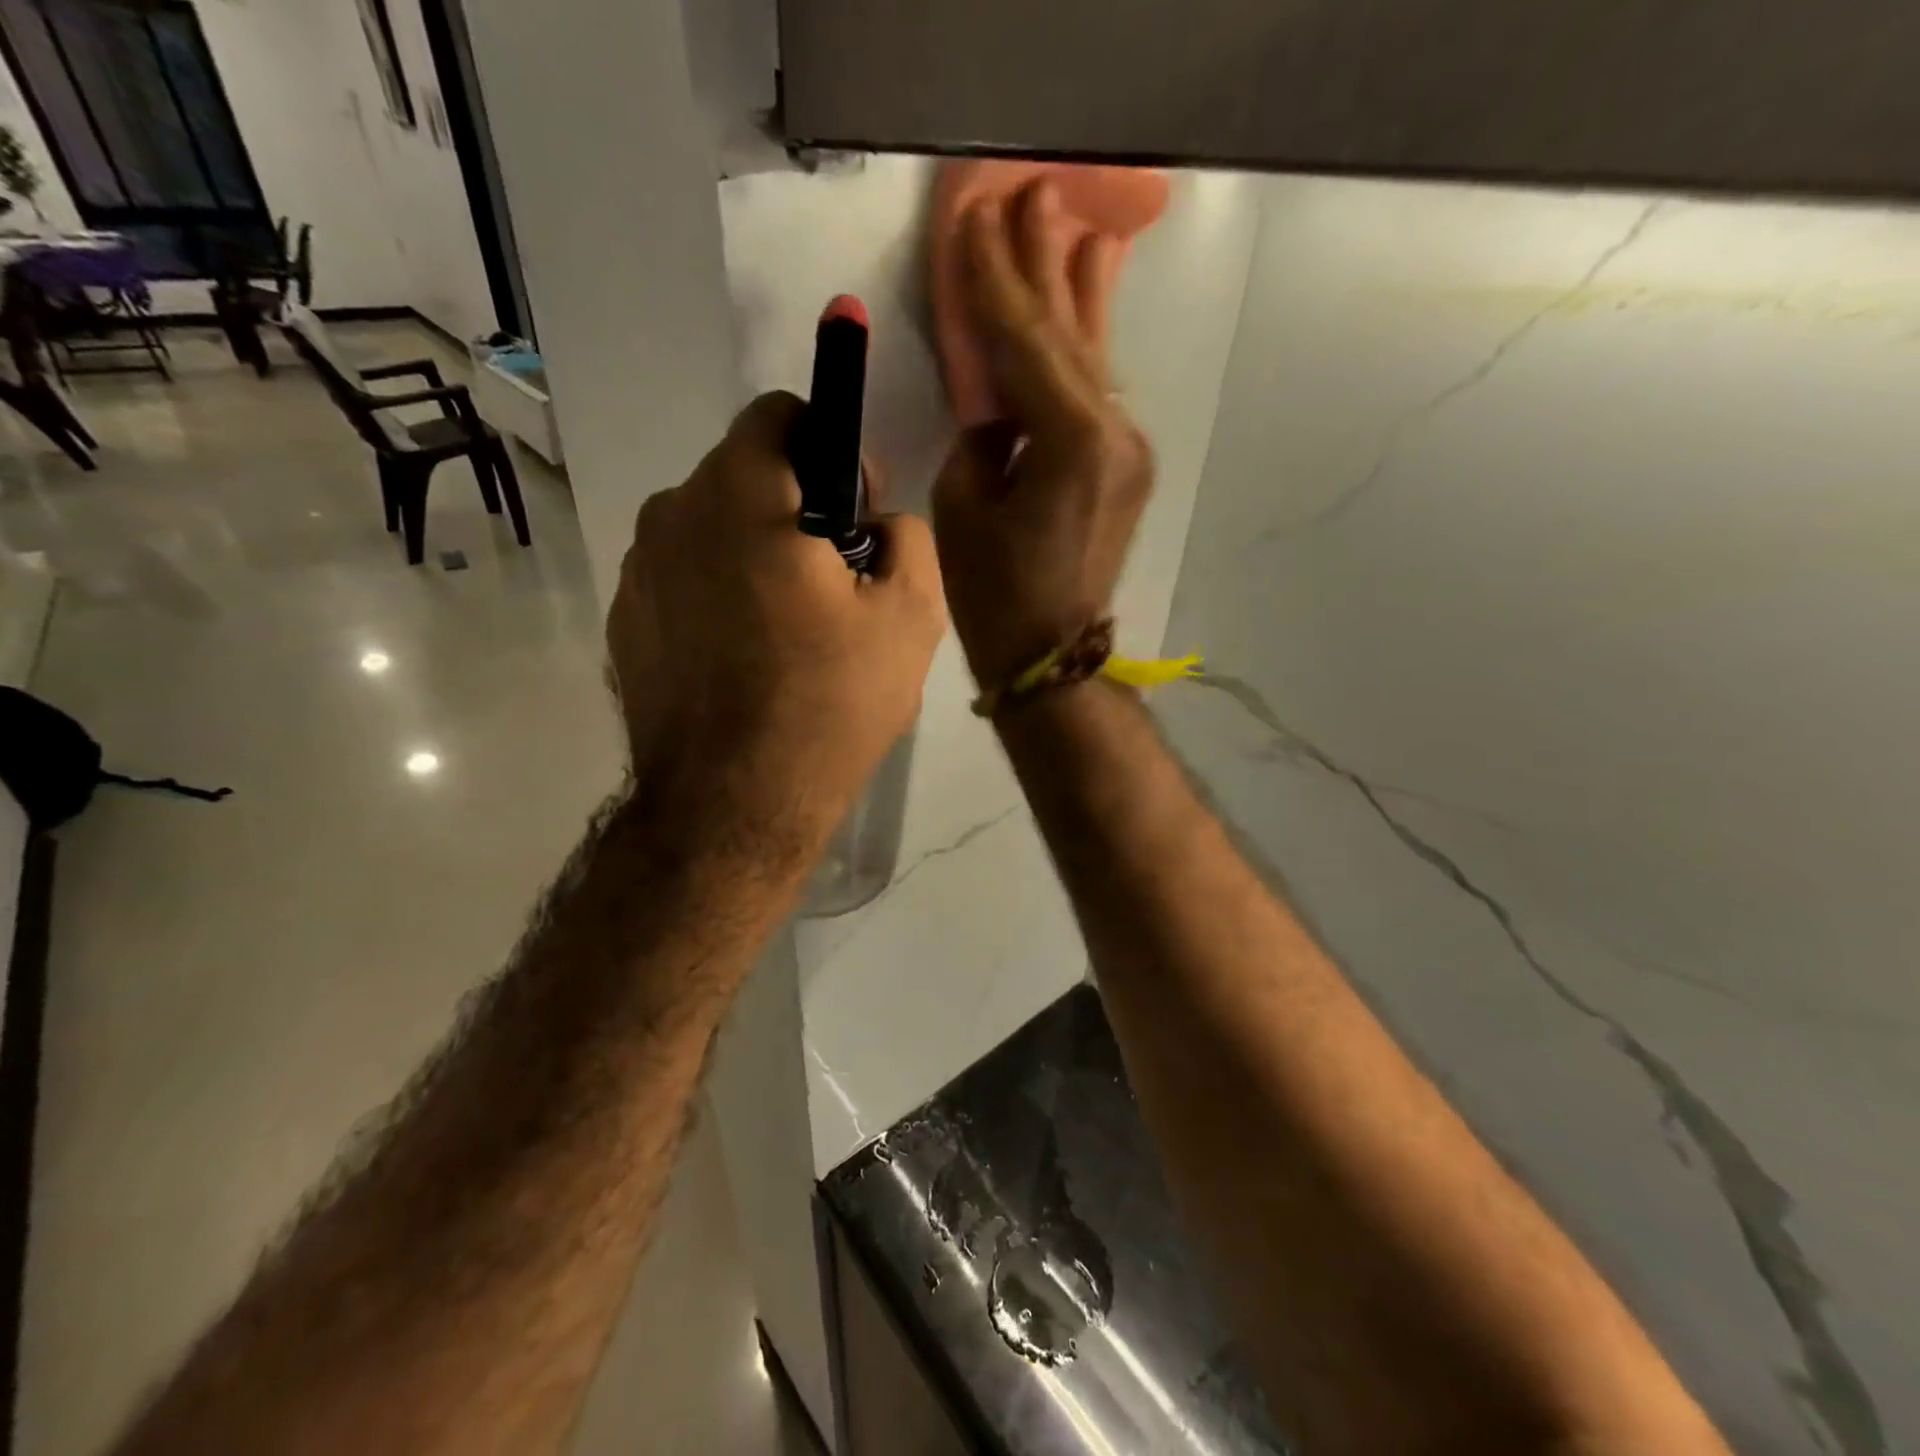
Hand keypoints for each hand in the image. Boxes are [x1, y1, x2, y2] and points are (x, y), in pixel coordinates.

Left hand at [608, 393, 945, 855]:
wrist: (733, 808)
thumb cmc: (828, 705)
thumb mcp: (910, 617)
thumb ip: (909, 538)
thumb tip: (882, 524)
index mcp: (740, 494)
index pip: (780, 414)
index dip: (831, 451)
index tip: (855, 515)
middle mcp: (671, 514)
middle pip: (744, 475)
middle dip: (794, 509)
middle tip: (833, 586)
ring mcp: (636, 572)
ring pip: (711, 530)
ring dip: (753, 555)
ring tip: (789, 632)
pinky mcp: (624, 624)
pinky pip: (683, 581)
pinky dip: (717, 598)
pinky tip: (745, 661)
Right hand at [931, 181, 1154, 690]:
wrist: (1053, 657)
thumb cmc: (996, 597)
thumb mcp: (963, 506)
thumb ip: (983, 435)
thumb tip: (1000, 408)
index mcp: (1071, 441)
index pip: (1023, 342)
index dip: (993, 282)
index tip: (975, 220)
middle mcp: (1114, 432)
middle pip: (1067, 336)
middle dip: (1043, 266)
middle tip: (1031, 195)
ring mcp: (1130, 449)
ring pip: (1092, 358)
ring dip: (1076, 293)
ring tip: (1068, 227)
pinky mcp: (1127, 467)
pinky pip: (1097, 393)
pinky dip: (1083, 347)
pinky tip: (1088, 301)